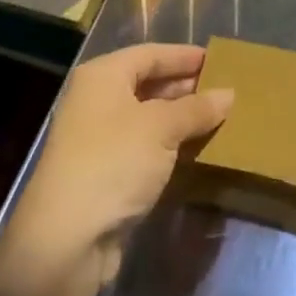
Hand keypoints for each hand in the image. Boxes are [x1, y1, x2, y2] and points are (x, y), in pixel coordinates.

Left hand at [4, 44, 231, 290]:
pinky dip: (169, 146)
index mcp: (102, 77)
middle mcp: (95, 102)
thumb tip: (229, 94)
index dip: (184, 56)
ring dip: (180, 119)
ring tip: (218, 118)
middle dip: (185, 87)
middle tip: (224, 90)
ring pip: (147, 119)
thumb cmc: (114, 163)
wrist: (66, 240)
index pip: (150, 54)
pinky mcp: (103, 173)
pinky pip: (144, 148)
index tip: (219, 60)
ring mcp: (97, 140)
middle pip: (147, 84)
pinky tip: (196, 150)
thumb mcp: (162, 128)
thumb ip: (197, 108)